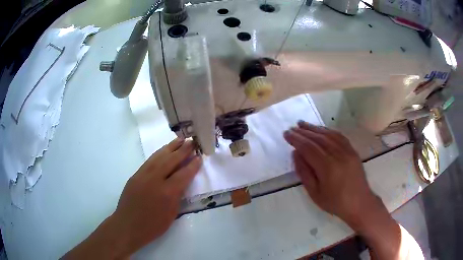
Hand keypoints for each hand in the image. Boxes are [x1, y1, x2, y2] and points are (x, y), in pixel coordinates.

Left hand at [64, 138, 201, 258]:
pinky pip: (150, 161)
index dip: (193, 165)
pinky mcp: (135, 175)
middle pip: (171, 160)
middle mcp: (155, 180)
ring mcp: (143, 175)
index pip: (183, 174)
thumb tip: (182, 181)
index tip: (200, 156)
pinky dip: (159, 153)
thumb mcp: (171, 214)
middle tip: (192, 141)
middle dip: (183, 150)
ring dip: (171, 147)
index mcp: (167, 192)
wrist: (128, 226)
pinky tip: (164, 150)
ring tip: (180, 139)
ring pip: (159, 157)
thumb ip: (177, 195)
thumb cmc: (153, 225)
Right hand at [283, 121, 380, 226]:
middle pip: (318, 139)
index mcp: (328, 168)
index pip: (309, 148)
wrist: (359, 203)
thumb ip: (304, 172)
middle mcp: (338, 155)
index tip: (286, 134)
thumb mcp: (315, 193)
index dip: (296, 139)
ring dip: (315, 128)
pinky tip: (321, 130)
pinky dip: (328, 131)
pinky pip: (339, 136)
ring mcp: (348, 151)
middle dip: (303, 132)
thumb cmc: (335, 203)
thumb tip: (296, 153)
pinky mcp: (353, 151)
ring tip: (303, 124)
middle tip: (292, 128)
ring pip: (329, 135)